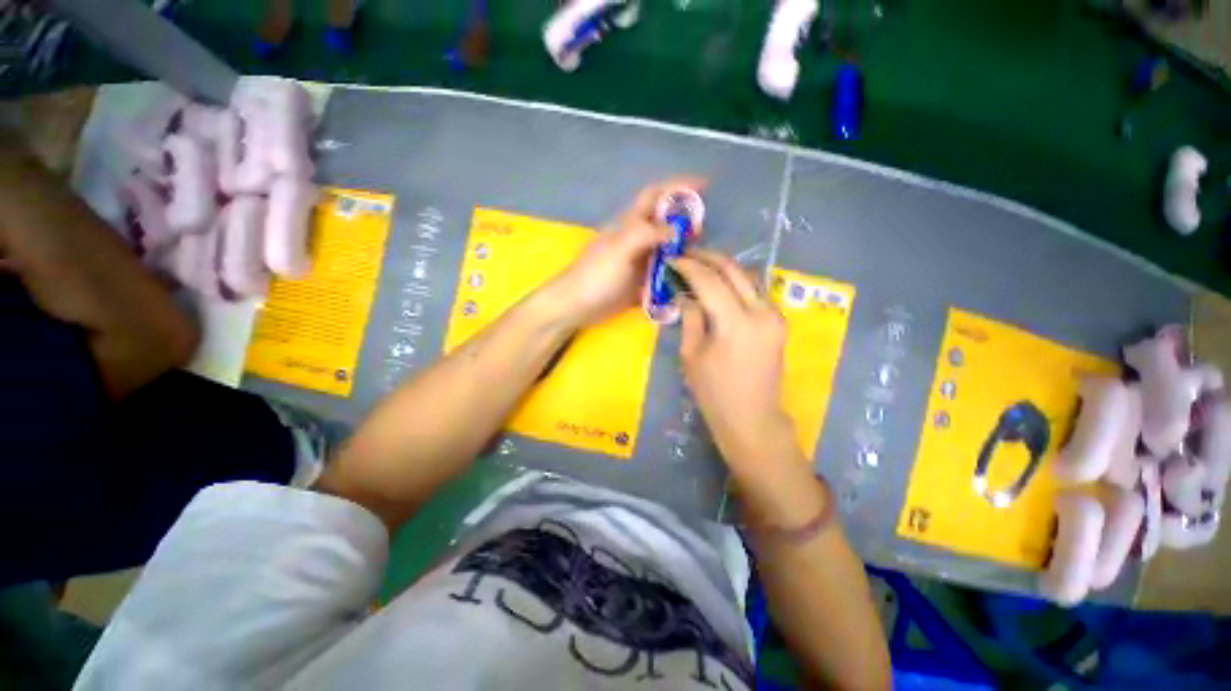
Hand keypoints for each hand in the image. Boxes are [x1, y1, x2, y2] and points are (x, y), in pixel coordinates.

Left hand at [549, 176, 706, 326]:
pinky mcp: (639, 282)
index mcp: (630, 224)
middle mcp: (636, 239)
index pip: (656, 195)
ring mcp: (638, 261)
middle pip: (665, 222)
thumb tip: (676, 230)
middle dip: (685, 221)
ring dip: (682, 250)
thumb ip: (646, 234)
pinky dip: (674, 274)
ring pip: (666, 249)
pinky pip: (662, 274)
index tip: (705, 184)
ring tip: (699, 258)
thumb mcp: (620, 249)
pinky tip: (687, 280)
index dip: (678, 186)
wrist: (576, 306)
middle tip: (702, 232)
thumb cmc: (595, 275)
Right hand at [672, 249, 801, 476]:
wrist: (752, 419)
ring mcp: (774, 316)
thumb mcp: (692, 354)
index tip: (672, 258)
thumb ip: (691, 317)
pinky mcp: (777, 322)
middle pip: (734, 270)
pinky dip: (735, 283)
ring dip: (723, 267)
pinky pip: (754, 292)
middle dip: (708, 258)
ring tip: (700, 265)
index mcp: (736, 322)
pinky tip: (719, 284)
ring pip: (748, 277)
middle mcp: (761, 311)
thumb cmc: (714, 393)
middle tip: (686, 254)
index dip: (689, 266)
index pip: (710, 280)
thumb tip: (686, 293)